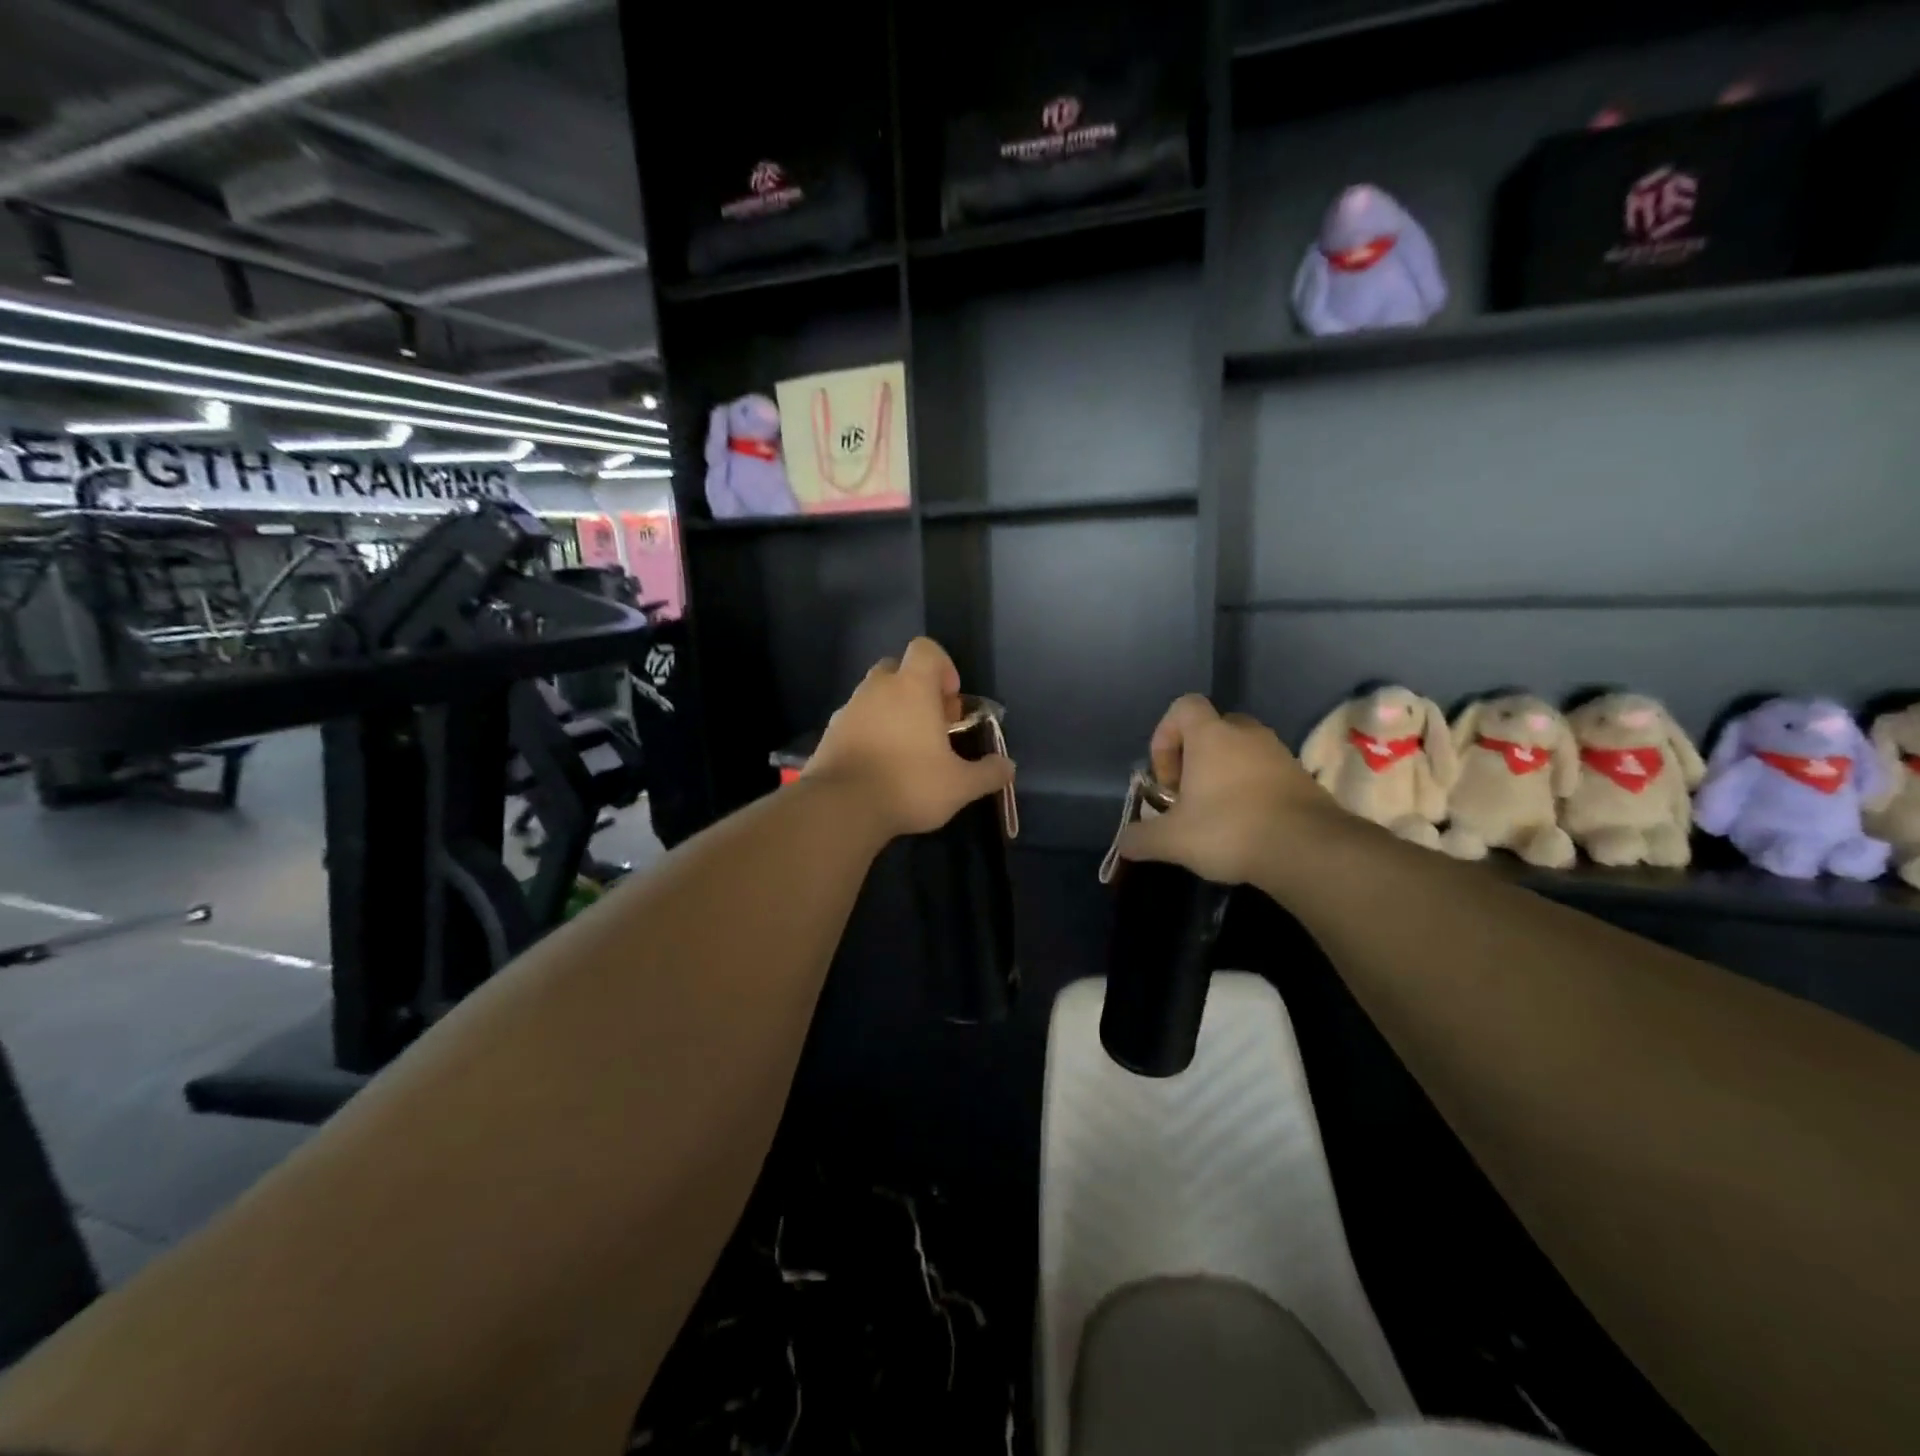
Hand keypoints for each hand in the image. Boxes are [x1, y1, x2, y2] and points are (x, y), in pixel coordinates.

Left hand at [804, 637, 1014, 838]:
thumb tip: (1008, 767)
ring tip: (906, 749)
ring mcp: (848, 709)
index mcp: (912, 687)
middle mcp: (877, 689)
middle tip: (932, 725)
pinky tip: (879, 765)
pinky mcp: (829, 733)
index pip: (925, 649)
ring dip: (892, 711)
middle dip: (916, 689)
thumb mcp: (960, 785)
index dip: (943, 667)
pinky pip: (855, 720)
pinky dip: (869, 732)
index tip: (950, 701)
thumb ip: (988, 773)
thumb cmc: (909, 784)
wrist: (841, 807)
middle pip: (897, 669)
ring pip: (874, 696)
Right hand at [1117, 695, 1333, 885]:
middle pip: (1212, 728)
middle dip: (1195, 758)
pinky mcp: (1302, 777)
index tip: (1166, 776)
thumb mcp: (1171, 840)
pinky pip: (1266, 772)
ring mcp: (1279, 753)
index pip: (1183, 707)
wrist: (1308, 850)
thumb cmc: (1229, 830)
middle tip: (1189, 795)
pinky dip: (1252, 790)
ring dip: (1224, 775)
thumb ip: (1141, 838)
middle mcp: (1246, 734)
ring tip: (1216, 815)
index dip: (1165, 736)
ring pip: (1241, 751)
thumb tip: (1124, 843)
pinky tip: (1247, 826)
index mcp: (1211, 735)